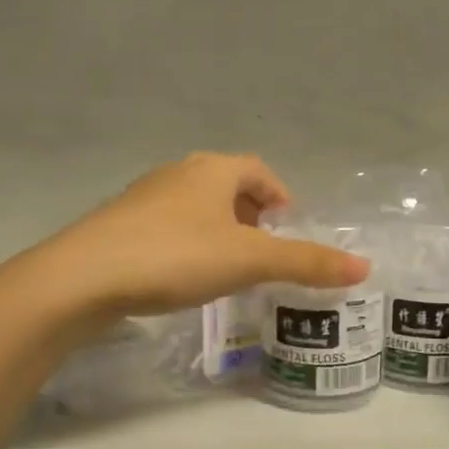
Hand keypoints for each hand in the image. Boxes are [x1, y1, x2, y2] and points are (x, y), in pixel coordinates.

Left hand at [33, 153, 369, 316]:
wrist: (83, 278)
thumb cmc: (175, 256)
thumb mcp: (249, 261)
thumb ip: (306, 263)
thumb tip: (364, 267)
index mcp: (212, 170)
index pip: (258, 170)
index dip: (279, 196)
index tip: (289, 229)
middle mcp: (178, 173)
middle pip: (227, 187)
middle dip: (251, 216)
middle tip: (265, 252)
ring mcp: (143, 199)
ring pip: (195, 208)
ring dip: (219, 232)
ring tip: (230, 269)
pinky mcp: (119, 227)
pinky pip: (168, 229)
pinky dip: (188, 246)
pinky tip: (185, 278)